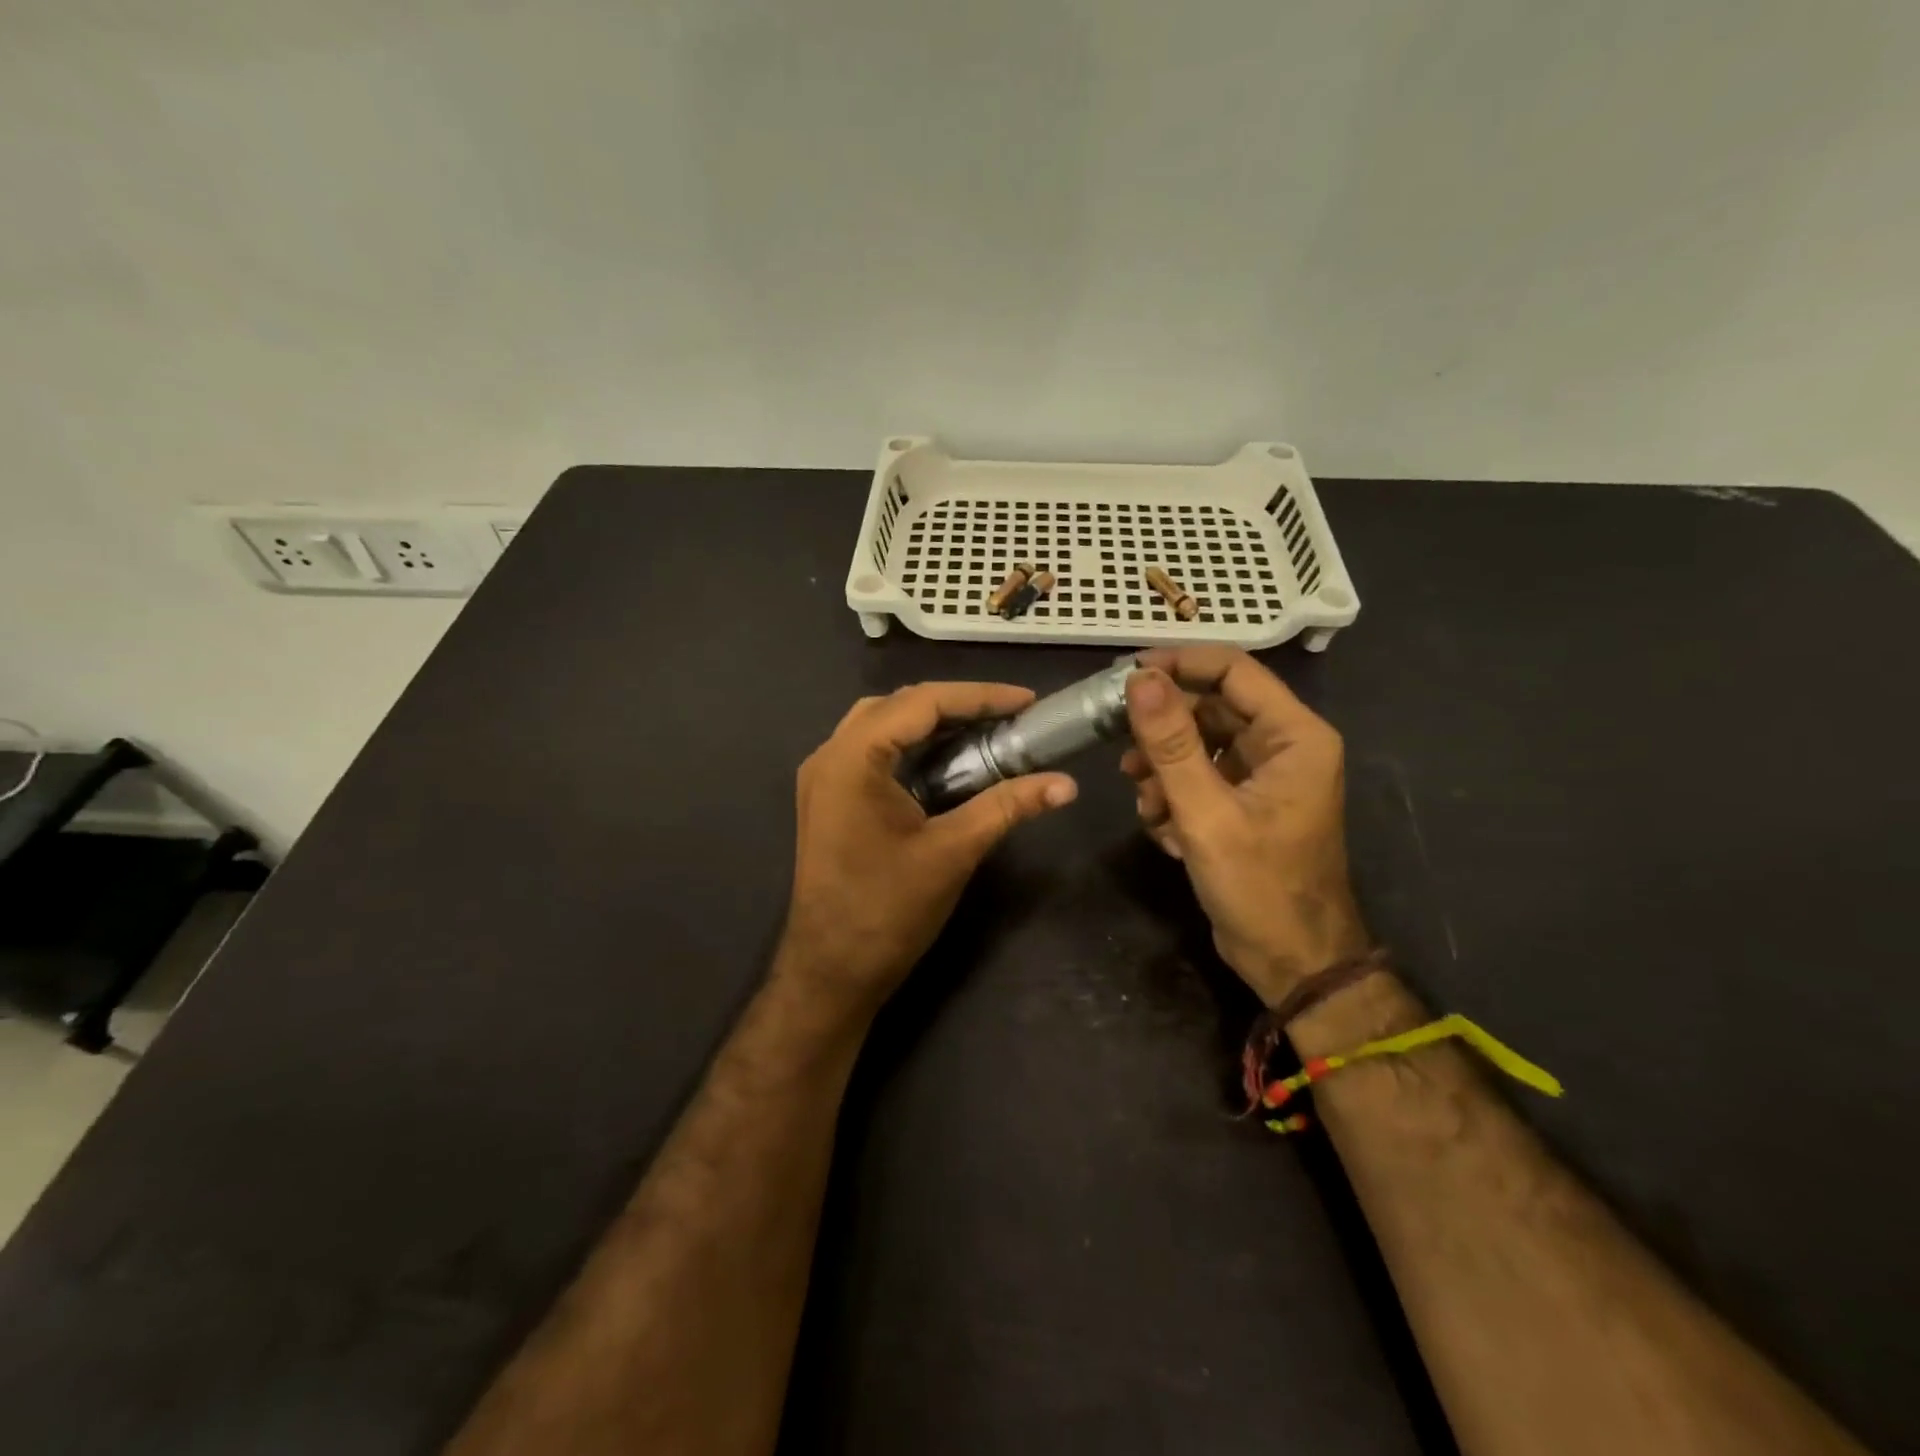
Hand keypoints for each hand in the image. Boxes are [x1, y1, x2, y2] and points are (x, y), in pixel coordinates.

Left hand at [778, 682, 1077, 1018]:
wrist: (830, 972)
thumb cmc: (887, 912)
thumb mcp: (953, 853)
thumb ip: (1007, 807)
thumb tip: (1066, 784)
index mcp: (852, 759)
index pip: (921, 703)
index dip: (978, 697)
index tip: (1027, 701)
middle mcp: (830, 756)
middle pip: (898, 706)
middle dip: (956, 705)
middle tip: (1008, 716)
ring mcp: (824, 778)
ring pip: (883, 725)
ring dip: (932, 723)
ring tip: (984, 731)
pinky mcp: (829, 799)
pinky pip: (873, 752)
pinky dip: (912, 747)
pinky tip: (948, 761)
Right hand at [1120, 647, 1368, 1005]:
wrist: (1291, 962)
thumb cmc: (1259, 886)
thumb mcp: (1205, 811)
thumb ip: (1171, 742)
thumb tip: (1140, 679)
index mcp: (1294, 736)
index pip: (1233, 671)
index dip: (1179, 664)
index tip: (1127, 674)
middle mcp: (1284, 746)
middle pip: (1211, 709)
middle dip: (1164, 732)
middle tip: (1122, 750)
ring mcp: (1264, 777)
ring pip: (1199, 746)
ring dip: (1164, 771)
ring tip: (1147, 805)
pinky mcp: (1244, 804)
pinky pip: (1200, 778)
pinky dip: (1174, 797)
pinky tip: (1165, 832)